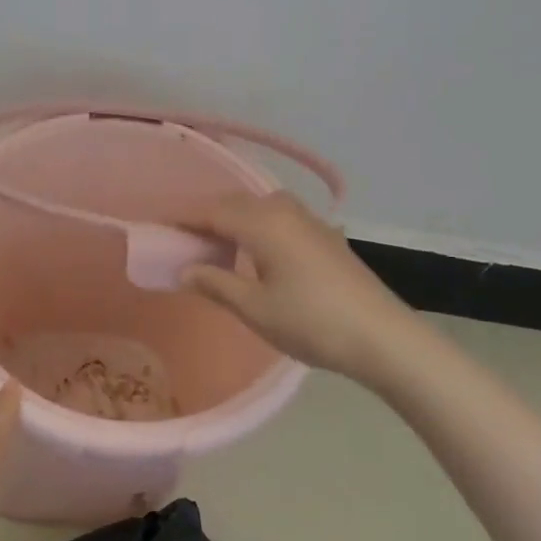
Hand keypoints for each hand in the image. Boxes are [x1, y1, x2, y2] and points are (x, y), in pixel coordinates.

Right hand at [181, 191, 419, 377]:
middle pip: (235, 204)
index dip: (182, 219)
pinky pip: (279, 220)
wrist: (382, 336)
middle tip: (182, 242)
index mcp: (263, 222)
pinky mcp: (325, 236)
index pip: (211, 211)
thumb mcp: (255, 308)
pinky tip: (256, 255)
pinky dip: (257, 228)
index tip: (158, 229)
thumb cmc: (311, 322)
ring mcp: (309, 221)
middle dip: (206, 219)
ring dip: (233, 222)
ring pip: (259, 209)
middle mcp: (284, 210)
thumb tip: (185, 269)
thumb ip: (216, 283)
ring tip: (215, 249)